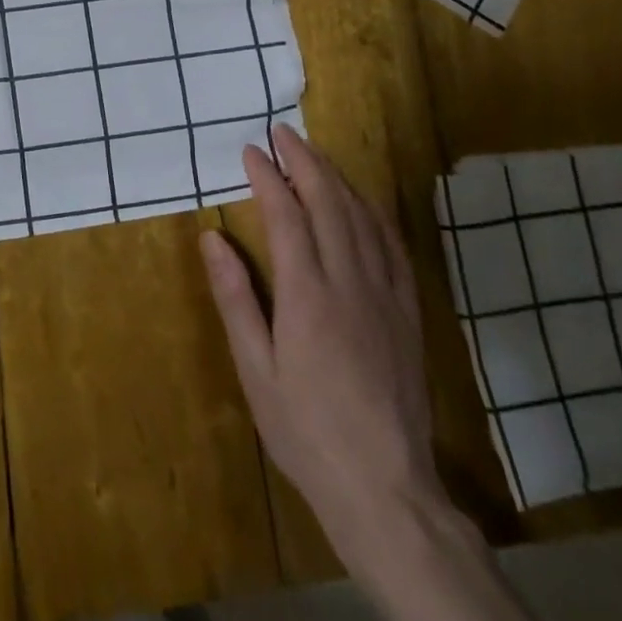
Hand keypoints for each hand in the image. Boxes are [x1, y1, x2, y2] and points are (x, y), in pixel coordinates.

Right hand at [200, 126, 445, 580]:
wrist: (385, 486)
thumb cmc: (305, 429)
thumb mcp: (255, 369)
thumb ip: (236, 298)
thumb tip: (213, 238)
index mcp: (308, 295)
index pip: (287, 215)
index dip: (268, 177)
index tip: (251, 151)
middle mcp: (351, 282)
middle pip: (330, 202)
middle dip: (305, 161)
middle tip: (283, 133)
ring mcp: (386, 294)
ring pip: (364, 216)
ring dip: (338, 177)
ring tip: (315, 154)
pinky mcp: (408, 311)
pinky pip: (392, 244)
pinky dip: (372, 210)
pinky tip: (362, 202)